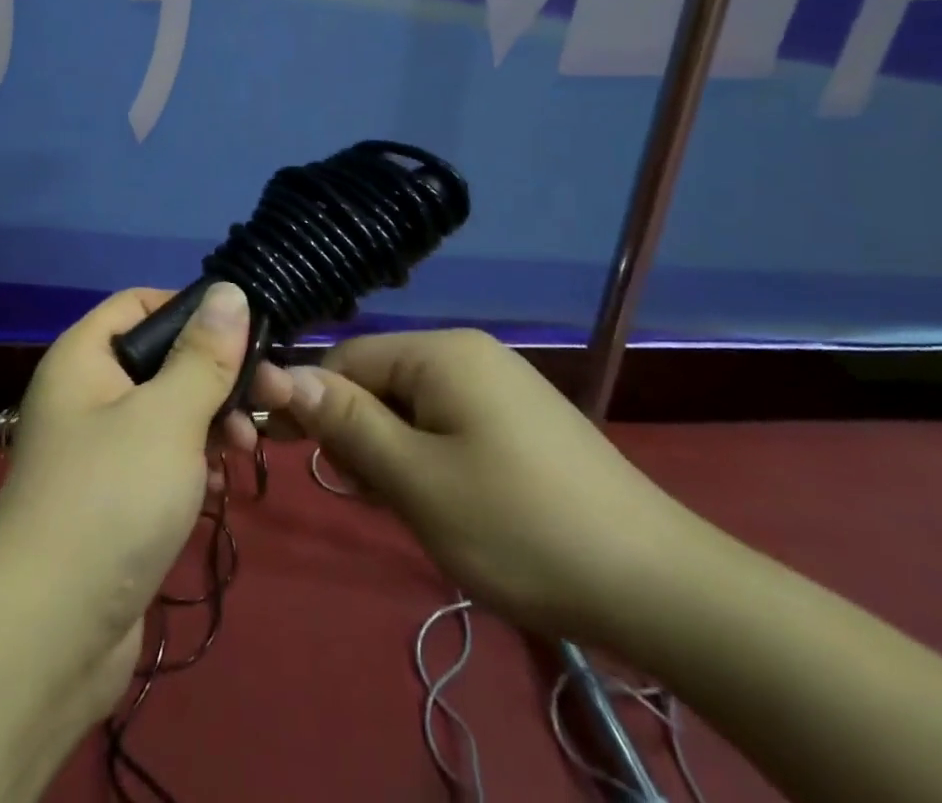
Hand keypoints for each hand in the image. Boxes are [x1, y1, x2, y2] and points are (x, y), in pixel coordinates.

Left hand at [0, 284, 254, 713]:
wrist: (47, 635)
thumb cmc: (111, 498)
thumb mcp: (167, 416)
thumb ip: (203, 355)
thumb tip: (229, 289)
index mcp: (83, 358)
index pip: (137, 303)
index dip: (191, 309)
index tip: (245, 333)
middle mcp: (84, 395)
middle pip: (158, 360)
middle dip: (215, 375)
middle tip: (272, 398)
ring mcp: (95, 451)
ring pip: (164, 413)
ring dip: (210, 422)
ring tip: (248, 448)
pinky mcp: (110, 501)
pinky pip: (158, 461)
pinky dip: (190, 464)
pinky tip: (217, 486)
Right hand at [252, 329, 708, 644]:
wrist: (663, 589)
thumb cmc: (521, 528)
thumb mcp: (416, 481)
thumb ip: (346, 423)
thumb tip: (278, 374)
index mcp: (441, 352)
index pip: (345, 360)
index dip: (313, 405)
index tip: (300, 459)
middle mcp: (468, 352)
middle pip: (379, 380)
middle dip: (360, 434)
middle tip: (369, 497)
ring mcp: (500, 384)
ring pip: (412, 406)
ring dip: (394, 451)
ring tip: (408, 508)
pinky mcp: (521, 419)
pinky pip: (449, 422)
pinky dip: (430, 457)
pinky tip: (444, 502)